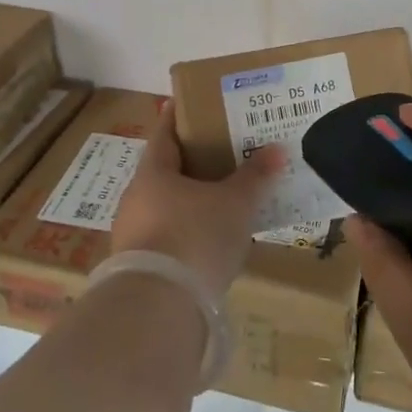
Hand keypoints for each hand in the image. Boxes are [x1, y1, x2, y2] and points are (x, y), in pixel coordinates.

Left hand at [111, 101, 285, 298]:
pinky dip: (189, 232)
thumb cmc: (195, 236)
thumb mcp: (235, 203)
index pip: (164, 133)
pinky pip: (169, 237)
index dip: (177, 117)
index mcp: (153, 173)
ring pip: (167, 206)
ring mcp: (134, 235)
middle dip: (192, 162)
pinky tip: (212, 240)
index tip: (188, 103)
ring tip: (224, 198)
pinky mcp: (141, 268)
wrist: (158, 309)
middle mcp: (136, 199)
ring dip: (191, 201)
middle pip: (165, 171)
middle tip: (224, 152)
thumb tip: (277, 148)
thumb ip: (255, 176)